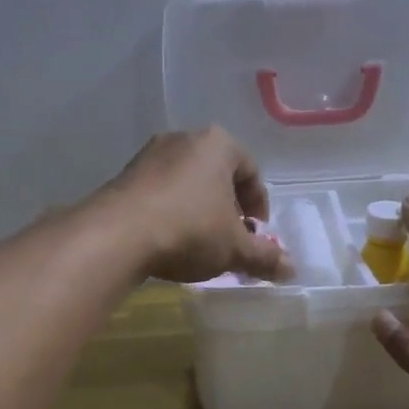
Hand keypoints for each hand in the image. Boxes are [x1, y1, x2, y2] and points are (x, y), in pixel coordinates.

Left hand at [98, 128, 292, 284]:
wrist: (117, 234)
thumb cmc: (189, 230)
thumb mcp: (234, 248)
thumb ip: (264, 256)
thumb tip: (292, 269)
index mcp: (218, 144)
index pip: (251, 171)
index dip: (258, 205)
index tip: (256, 232)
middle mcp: (184, 139)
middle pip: (218, 174)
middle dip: (228, 206)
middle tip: (231, 237)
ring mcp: (150, 154)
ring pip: (187, 181)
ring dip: (199, 208)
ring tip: (200, 241)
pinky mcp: (125, 174)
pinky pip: (160, 191)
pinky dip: (171, 210)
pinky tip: (169, 238)